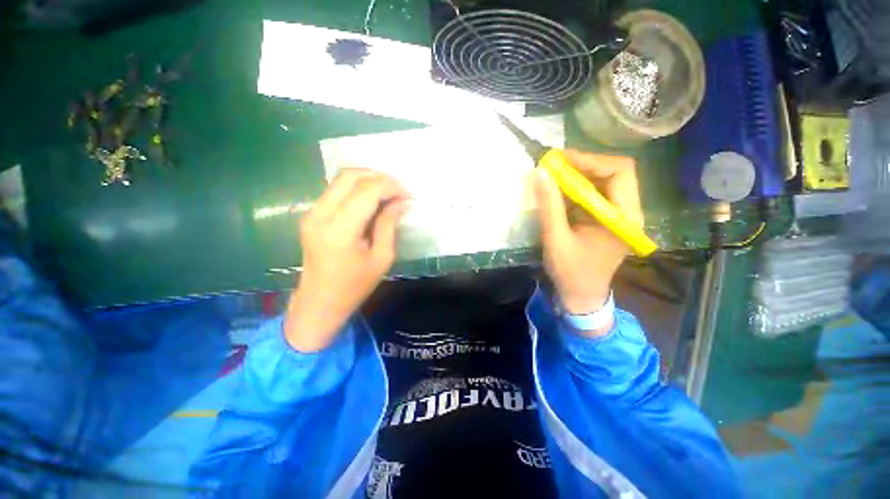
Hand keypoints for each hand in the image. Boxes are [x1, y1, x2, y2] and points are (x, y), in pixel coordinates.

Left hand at [285, 169, 408, 351]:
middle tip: (398, 189)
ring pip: (340, 179)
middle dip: (378, 177)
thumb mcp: (381, 258)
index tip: (408, 194)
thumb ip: (389, 225)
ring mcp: (311, 213)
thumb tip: (400, 202)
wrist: (320, 302)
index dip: (390, 187)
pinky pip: (335, 190)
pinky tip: (371, 199)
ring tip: (388, 192)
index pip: (366, 192)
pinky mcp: (311, 215)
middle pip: (349, 176)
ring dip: (367, 180)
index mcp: (340, 230)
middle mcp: (320, 215)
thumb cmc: (355, 286)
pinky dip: (356, 188)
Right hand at [533, 150, 642, 333]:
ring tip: (551, 175)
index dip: (590, 160)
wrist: (580, 296)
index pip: (620, 171)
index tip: (560, 161)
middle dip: (582, 165)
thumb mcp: (556, 239)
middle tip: (552, 165)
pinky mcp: (604, 219)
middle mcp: (627, 211)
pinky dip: (574, 189)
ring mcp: (616, 215)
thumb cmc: (571, 272)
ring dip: (577, 176)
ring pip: (602, 182)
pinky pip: (592, 195)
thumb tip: (541, 172)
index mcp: (624, 218)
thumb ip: (550, 206)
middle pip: (613, 173)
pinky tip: (556, 191)